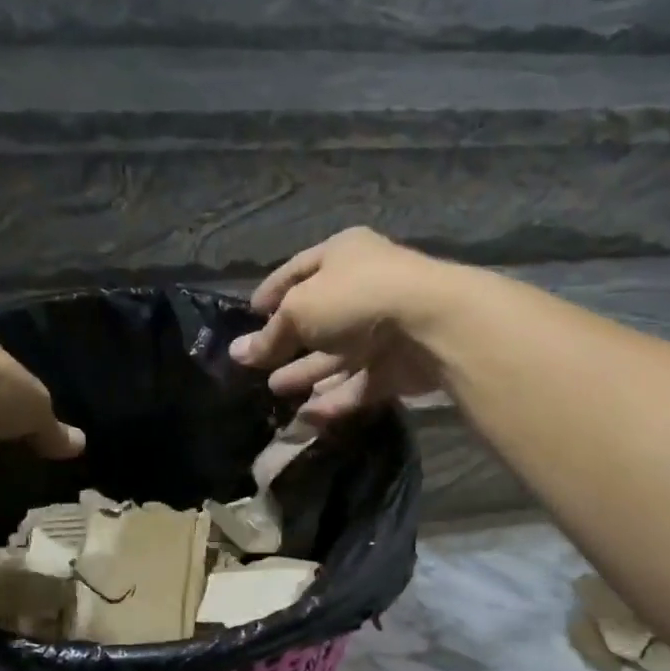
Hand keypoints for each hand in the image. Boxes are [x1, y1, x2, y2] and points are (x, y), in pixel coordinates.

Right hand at [229, 228, 454, 421]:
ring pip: (338, 355)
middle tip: (258, 366)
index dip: (271, 293)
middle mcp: (364, 287)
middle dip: (287, 342)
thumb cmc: (355, 299)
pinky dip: (335, 398)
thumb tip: (238, 353)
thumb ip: (270, 335)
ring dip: (307, 373)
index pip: (298, 271)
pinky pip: (360, 382)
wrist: (431, 325)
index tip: (249, 316)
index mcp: (342, 255)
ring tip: (275, 390)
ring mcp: (384, 328)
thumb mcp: (300, 310)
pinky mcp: (399, 366)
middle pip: (318, 318)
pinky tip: (307, 415)